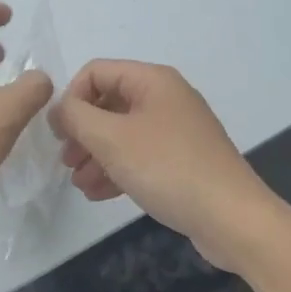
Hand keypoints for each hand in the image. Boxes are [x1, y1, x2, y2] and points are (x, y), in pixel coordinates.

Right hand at [49, 59, 272, 269]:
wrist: (232, 219)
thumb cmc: (167, 168)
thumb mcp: (111, 139)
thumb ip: (76, 117)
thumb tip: (58, 108)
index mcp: (152, 80)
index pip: (95, 72)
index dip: (71, 98)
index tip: (59, 133)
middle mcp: (165, 97)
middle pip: (108, 102)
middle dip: (82, 131)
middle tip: (66, 160)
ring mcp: (176, 129)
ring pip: (122, 132)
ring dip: (95, 154)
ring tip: (79, 183)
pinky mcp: (182, 159)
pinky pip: (139, 154)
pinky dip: (116, 168)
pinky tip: (98, 193)